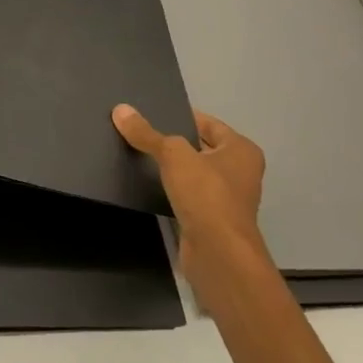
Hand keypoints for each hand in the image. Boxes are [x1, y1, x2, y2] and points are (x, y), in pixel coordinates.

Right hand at [112, 106, 268, 281]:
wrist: (218, 253)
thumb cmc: (206, 194)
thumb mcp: (173, 155)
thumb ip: (147, 133)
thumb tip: (121, 110)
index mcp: (241, 150)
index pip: (208, 123)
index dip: (180, 116)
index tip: (150, 113)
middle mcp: (239, 172)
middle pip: (199, 147)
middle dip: (172, 141)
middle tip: (139, 132)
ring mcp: (226, 198)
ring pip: (193, 173)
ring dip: (171, 168)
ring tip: (137, 155)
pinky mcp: (211, 219)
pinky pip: (187, 194)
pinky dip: (171, 189)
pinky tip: (147, 184)